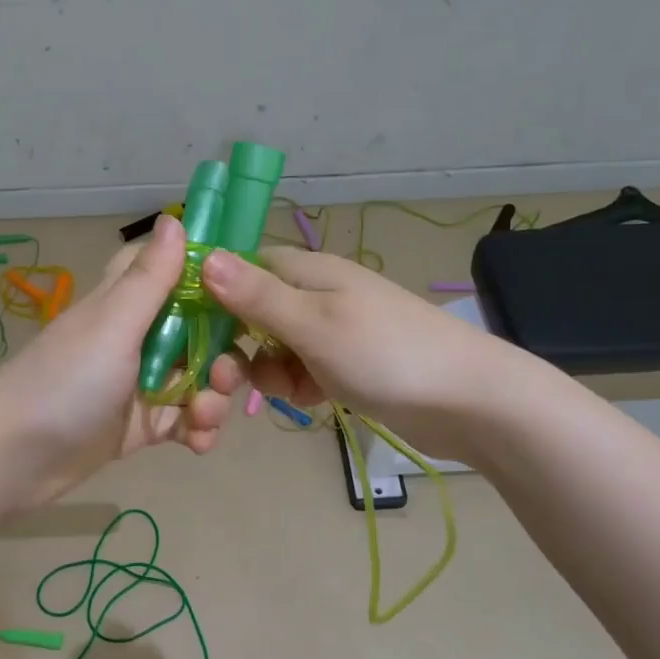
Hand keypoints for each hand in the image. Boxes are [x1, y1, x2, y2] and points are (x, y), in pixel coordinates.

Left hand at [0, 215, 244, 505]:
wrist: (13, 460)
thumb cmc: (65, 382)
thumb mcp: (112, 325)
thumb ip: (149, 278)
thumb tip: (175, 218)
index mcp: (129, 304)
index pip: (176, 272)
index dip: (211, 278)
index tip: (248, 292)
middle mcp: (139, 338)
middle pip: (201, 332)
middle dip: (224, 355)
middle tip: (225, 378)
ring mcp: (141, 383)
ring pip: (198, 379)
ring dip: (212, 399)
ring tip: (203, 421)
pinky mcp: (141, 425)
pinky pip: (184, 420)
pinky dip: (197, 430)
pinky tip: (198, 444)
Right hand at [201, 246, 508, 459]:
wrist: (467, 401)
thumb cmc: (385, 354)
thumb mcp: (313, 324)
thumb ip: (257, 295)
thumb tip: (203, 256)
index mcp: (307, 271)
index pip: (242, 269)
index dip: (214, 297)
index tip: (192, 335)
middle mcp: (316, 294)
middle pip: (253, 313)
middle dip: (239, 346)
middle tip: (230, 382)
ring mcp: (333, 330)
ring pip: (275, 347)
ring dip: (269, 372)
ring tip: (290, 392)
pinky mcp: (346, 364)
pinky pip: (302, 370)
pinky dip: (299, 385)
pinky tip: (312, 401)